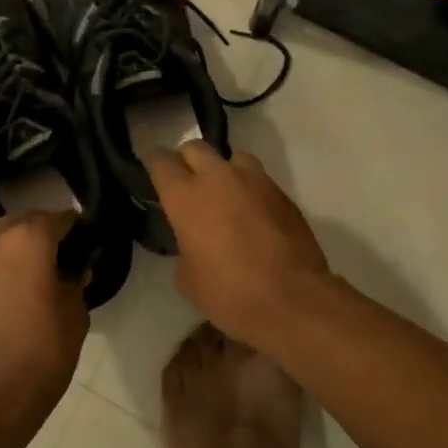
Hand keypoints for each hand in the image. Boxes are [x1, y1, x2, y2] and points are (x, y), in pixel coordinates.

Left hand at [0, 209, 89, 426]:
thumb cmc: (42, 355)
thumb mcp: (74, 317)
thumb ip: (74, 283)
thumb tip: (74, 269)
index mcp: (29, 240)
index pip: (58, 218)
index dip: (75, 226)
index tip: (84, 236)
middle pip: (21, 219)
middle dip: (40, 229)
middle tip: (56, 251)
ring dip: (8, 237)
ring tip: (21, 259)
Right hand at [145, 141, 331, 342]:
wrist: (292, 299)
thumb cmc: (229, 293)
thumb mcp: (187, 278)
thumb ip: (184, 245)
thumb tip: (192, 239)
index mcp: (185, 196)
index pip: (161, 161)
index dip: (156, 167)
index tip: (156, 178)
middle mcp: (217, 177)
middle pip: (195, 147)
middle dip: (187, 161)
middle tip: (188, 186)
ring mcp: (254, 180)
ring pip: (231, 157)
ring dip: (223, 171)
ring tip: (225, 196)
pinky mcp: (281, 192)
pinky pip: (258, 179)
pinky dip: (249, 190)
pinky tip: (252, 215)